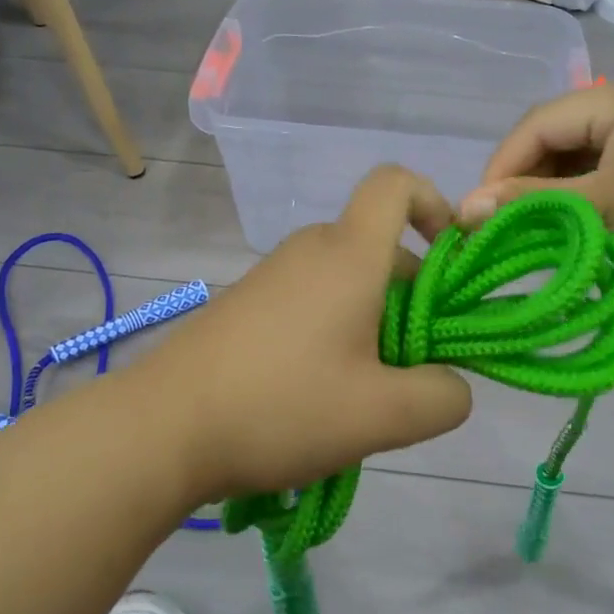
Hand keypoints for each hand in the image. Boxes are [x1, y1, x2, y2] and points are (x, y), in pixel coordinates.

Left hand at [128, 165, 473, 504]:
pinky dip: (335, 333)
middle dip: (413, 297)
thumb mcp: (383, 416)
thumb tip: (452, 383)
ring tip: (365, 393)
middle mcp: (310, 250)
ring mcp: (272, 276)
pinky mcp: (247, 305)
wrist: (161, 429)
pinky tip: (318, 395)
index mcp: (349, 255)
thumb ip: (443, 396)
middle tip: (413, 365)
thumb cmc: (281, 406)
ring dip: (374, 324)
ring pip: (346, 281)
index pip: (396, 183)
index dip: (434, 204)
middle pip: (380, 246)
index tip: (449, 258)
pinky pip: (311, 301)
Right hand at [458, 76, 613, 308]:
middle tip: (500, 224)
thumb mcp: (598, 211)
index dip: (501, 165)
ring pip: (586, 156)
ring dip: (555, 191)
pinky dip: (586, 196)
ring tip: (532, 229)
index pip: (541, 121)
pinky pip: (613, 170)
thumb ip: (527, 203)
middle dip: (526, 179)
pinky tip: (573, 226)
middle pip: (563, 135)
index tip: (473, 210)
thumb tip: (460, 208)